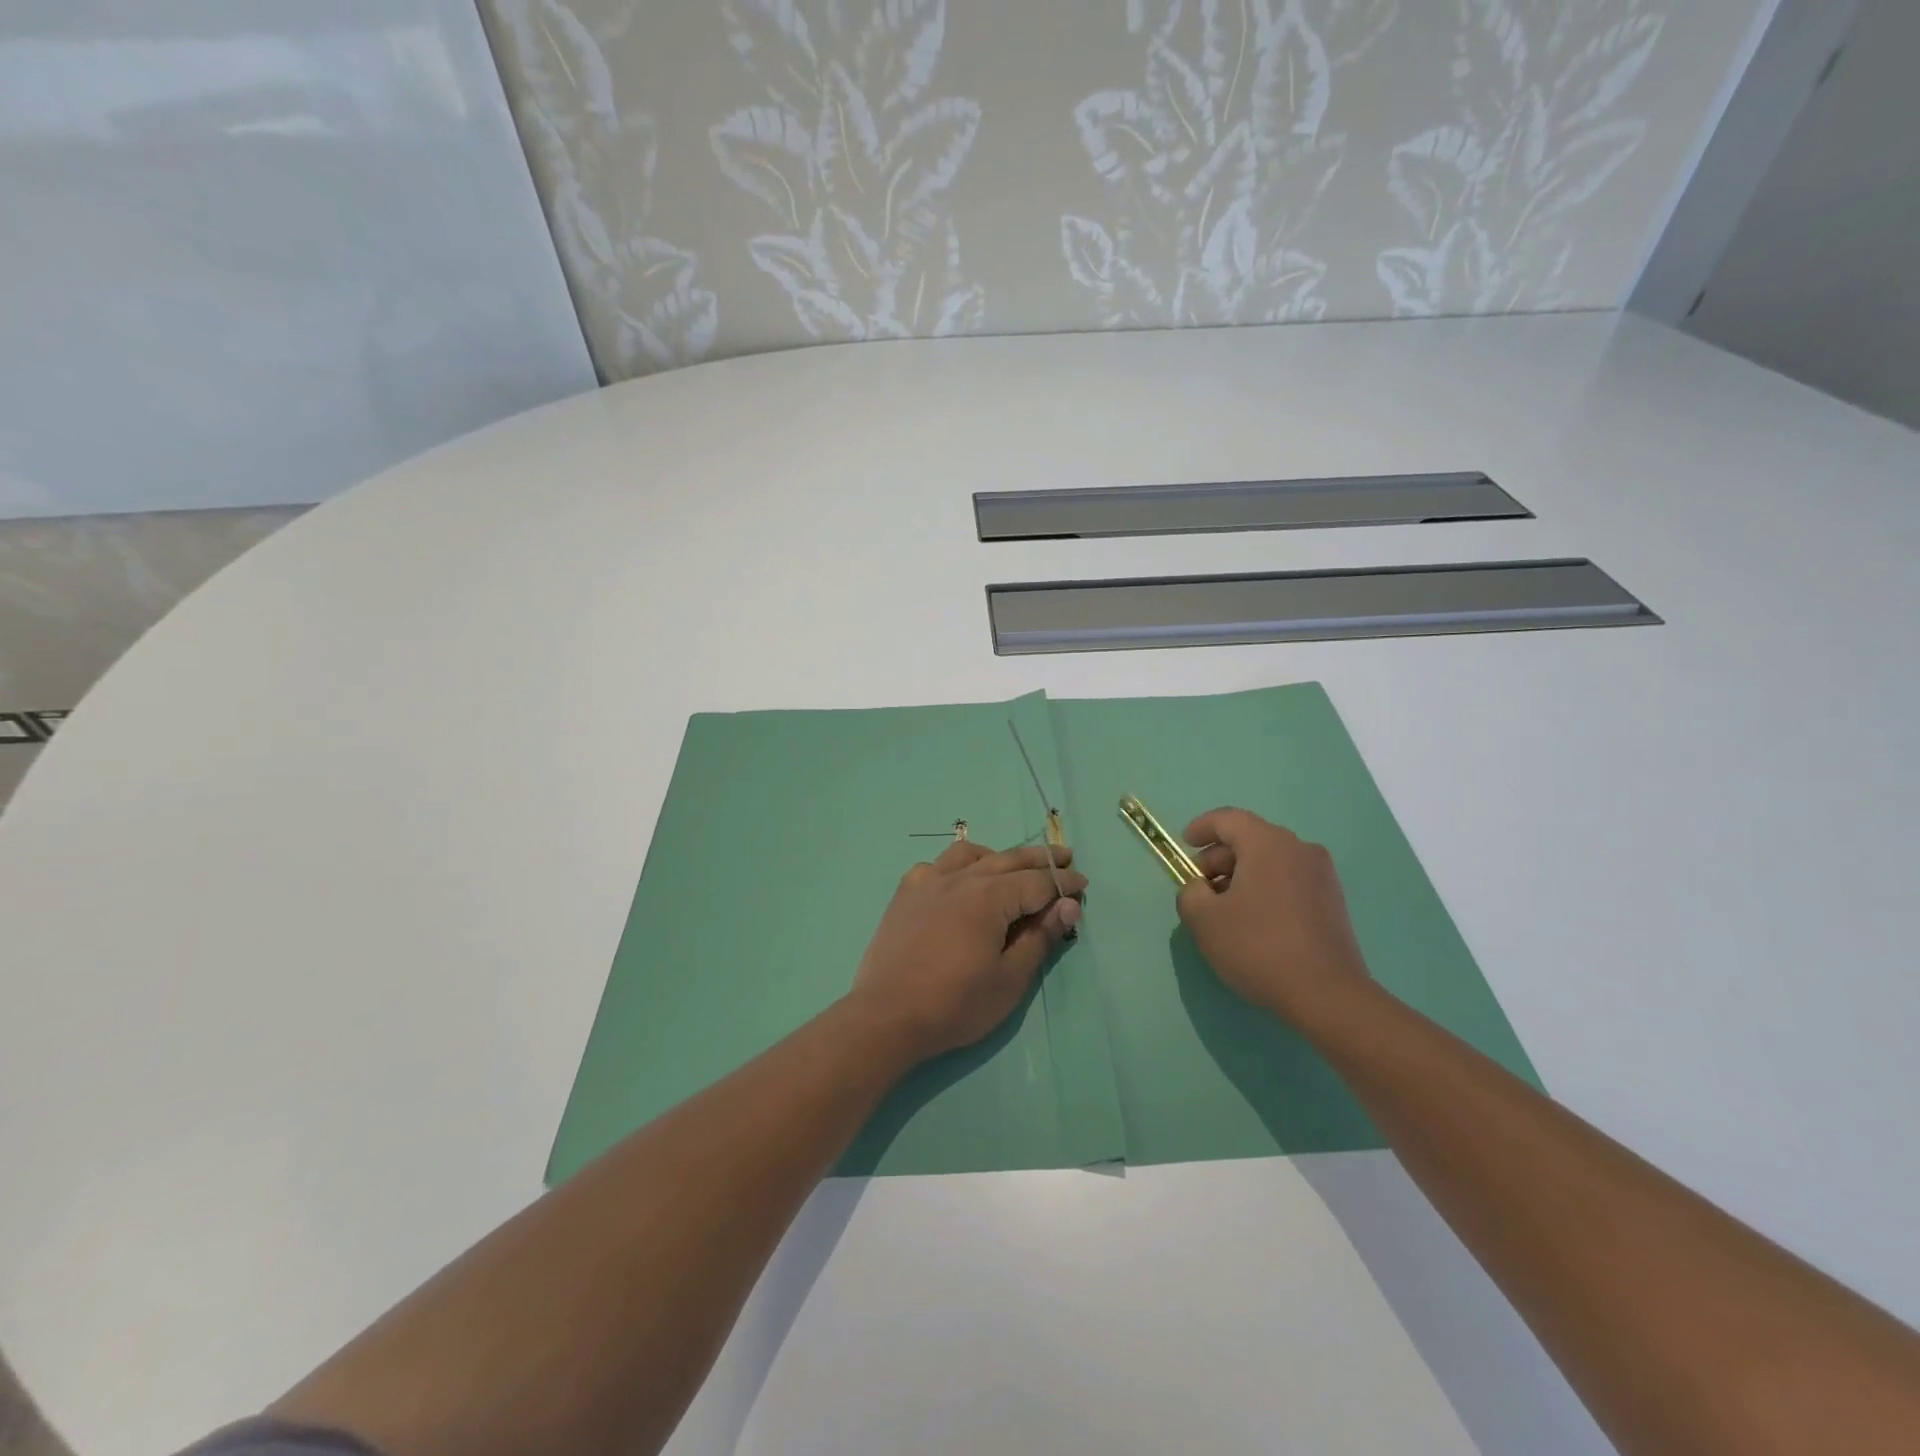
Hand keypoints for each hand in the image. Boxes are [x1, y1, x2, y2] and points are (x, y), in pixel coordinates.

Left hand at [849, 840, 1085, 1061]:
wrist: (886, 1016)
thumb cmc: (955, 1004)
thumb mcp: (1009, 979)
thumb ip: (1039, 938)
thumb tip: (1067, 905)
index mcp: (989, 897)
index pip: (1037, 881)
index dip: (1063, 883)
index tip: (1082, 885)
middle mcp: (960, 878)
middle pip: (1008, 859)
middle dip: (1040, 859)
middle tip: (1064, 858)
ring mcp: (928, 882)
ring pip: (970, 854)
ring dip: (997, 856)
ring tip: (1011, 867)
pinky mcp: (905, 894)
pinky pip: (934, 866)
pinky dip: (954, 866)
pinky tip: (957, 881)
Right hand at [1175, 807, 1371, 1028]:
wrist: (1327, 995)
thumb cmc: (1258, 947)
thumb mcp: (1204, 919)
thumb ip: (1189, 892)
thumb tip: (1199, 888)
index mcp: (1267, 843)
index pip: (1227, 819)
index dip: (1201, 828)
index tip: (1184, 845)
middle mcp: (1299, 848)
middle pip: (1249, 839)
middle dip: (1219, 858)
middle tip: (1199, 887)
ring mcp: (1321, 874)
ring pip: (1270, 860)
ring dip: (1242, 875)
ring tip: (1224, 909)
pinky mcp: (1333, 900)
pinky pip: (1289, 880)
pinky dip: (1265, 888)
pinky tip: (1254, 921)